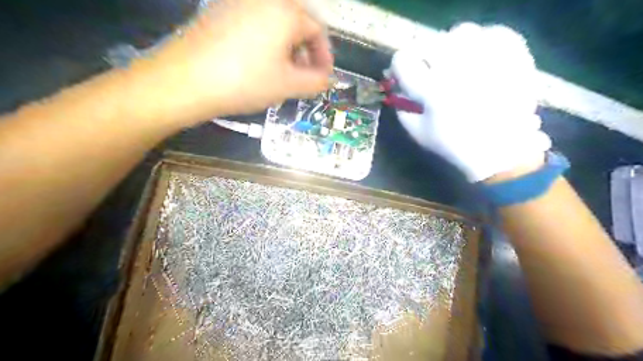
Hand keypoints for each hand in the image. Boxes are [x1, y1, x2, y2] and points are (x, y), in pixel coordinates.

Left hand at [140, 0, 330, 124]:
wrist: (186, 80)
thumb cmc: (245, 81)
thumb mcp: (288, 85)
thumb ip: (316, 82)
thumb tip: (327, 79)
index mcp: (285, 11)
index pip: (318, 30)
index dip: (324, 56)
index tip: (323, 77)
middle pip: (297, 21)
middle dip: (306, 50)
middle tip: (304, 74)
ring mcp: (239, 2)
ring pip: (276, 22)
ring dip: (287, 46)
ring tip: (283, 71)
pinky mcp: (220, 10)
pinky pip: (255, 22)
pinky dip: (266, 40)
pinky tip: (260, 61)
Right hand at [389, 22, 549, 181]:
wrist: (500, 150)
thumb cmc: (454, 145)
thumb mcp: (419, 133)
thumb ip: (402, 108)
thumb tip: (397, 85)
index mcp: (433, 91)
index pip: (404, 60)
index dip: (399, 65)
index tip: (402, 72)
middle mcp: (459, 70)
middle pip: (430, 42)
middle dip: (423, 55)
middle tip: (428, 67)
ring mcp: (489, 60)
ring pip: (461, 33)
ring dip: (452, 45)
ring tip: (455, 61)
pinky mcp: (513, 57)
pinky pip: (493, 33)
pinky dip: (483, 40)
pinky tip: (480, 55)